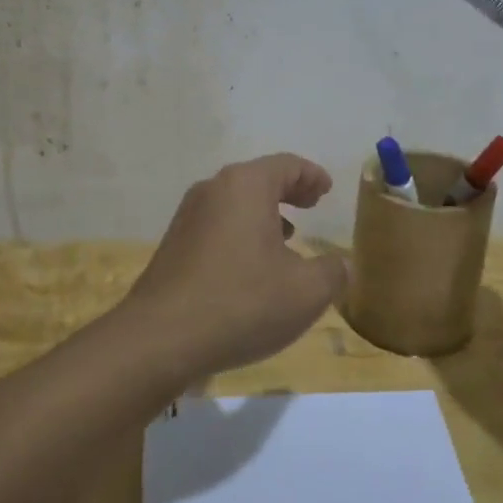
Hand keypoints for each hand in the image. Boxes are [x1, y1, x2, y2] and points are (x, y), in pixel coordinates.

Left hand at [121, 154, 349, 379]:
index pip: (286, 165)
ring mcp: (187, 217)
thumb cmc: (242, 302)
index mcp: (245, 186)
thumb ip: (333, 271)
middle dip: (288, 191)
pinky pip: (216, 226)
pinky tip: (251, 266)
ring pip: (234, 203)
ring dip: (263, 214)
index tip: (327, 190)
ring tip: (287, 236)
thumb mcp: (306, 292)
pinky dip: (241, 232)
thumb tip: (341, 263)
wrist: (161, 338)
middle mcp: (212, 190)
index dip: (312, 175)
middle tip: (311, 205)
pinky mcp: (173, 245)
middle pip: (257, 179)